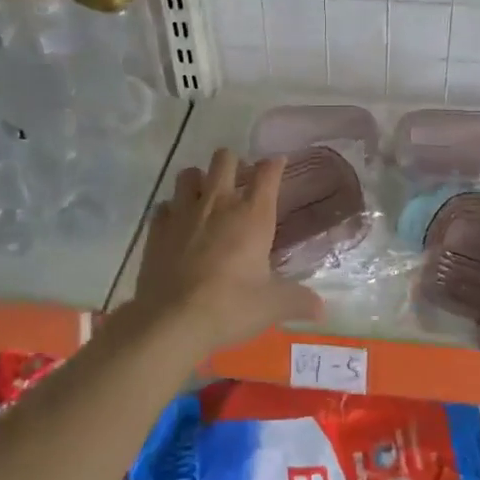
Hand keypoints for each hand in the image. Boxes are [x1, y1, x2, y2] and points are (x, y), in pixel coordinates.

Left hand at [128, 148, 323, 353]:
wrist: (172, 321)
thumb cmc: (231, 306)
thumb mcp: (273, 306)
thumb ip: (299, 301)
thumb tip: (322, 310)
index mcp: (252, 215)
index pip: (267, 173)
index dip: (274, 164)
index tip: (278, 163)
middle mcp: (218, 203)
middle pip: (224, 159)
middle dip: (233, 163)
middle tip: (240, 182)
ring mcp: (183, 212)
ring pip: (189, 174)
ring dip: (199, 180)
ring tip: (206, 197)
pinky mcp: (156, 229)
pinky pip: (164, 205)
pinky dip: (173, 210)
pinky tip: (178, 225)